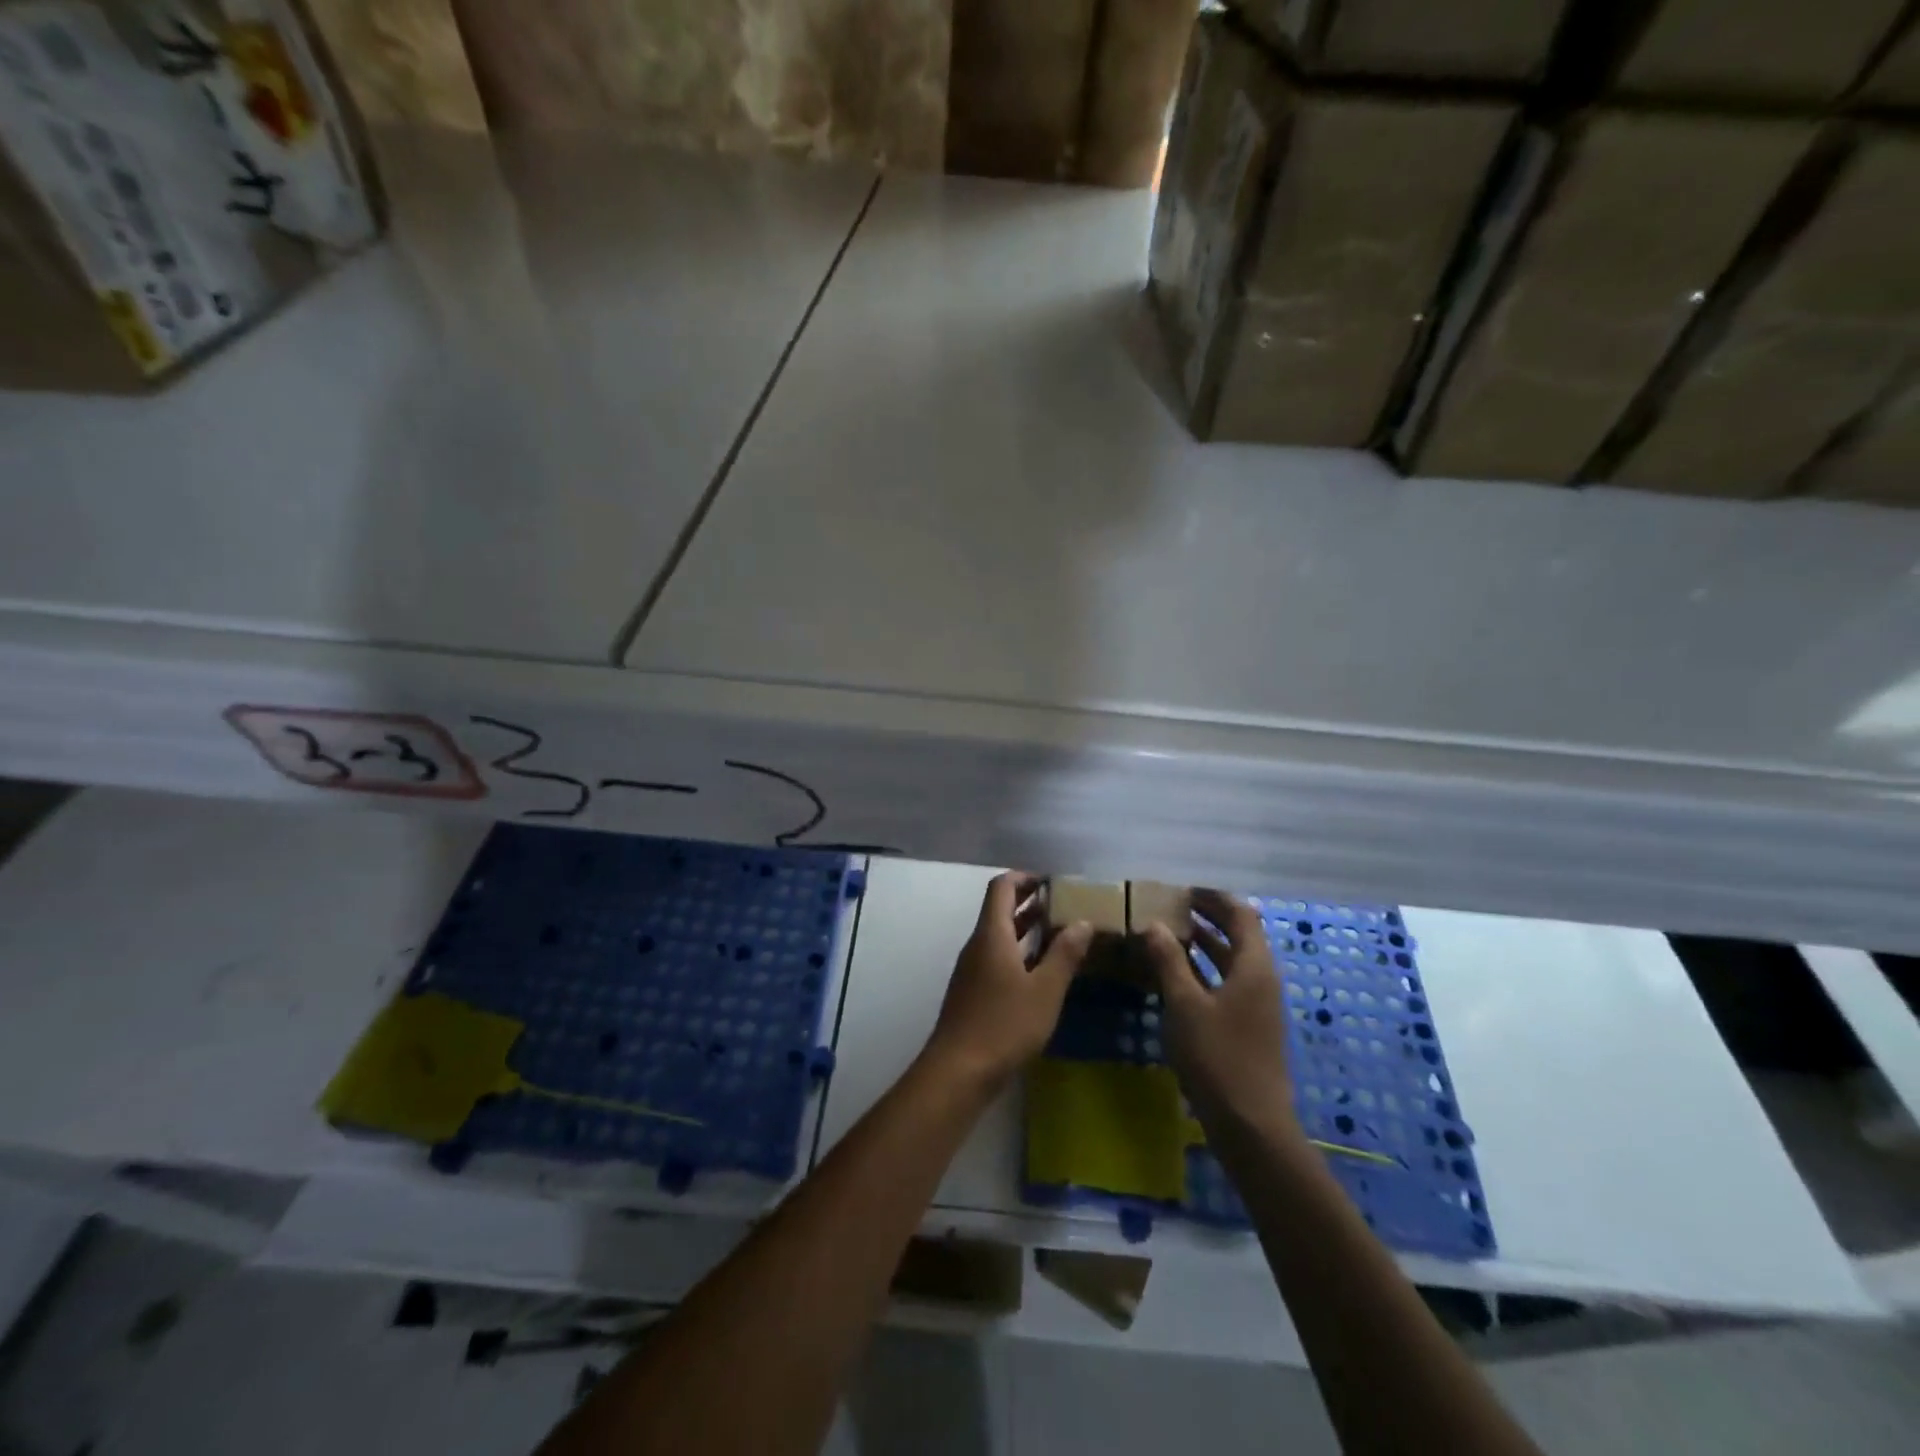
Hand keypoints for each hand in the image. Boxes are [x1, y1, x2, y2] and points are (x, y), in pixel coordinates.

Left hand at [922, 872, 1092, 1090]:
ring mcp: (972, 969)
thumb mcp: (1045, 990)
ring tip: (1060, 931)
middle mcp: (978, 945)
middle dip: (1029, 901)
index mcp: (992, 934)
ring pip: (999, 936)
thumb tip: (1083, 922)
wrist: (958, 1071)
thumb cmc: (1004, 1025)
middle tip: (1063, 904)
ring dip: (1026, 928)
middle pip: (999, 909)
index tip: (1053, 882)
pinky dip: (1019, 953)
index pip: (1001, 887)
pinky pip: (997, 958)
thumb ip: (1065, 954)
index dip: (1025, 877)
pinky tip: (1042, 971)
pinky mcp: (973, 992)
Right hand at [1143, 888, 1298, 1137]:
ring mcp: (1257, 1005)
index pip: (1240, 914)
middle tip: (1170, 907)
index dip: (1213, 898)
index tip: (1182, 890)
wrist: (1250, 1125)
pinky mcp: (1248, 1026)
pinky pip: (1226, 983)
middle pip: (1238, 935)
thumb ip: (1169, 961)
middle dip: (1207, 918)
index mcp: (1254, 967)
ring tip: (1167, 934)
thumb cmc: (1218, 1057)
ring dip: (1203, 944)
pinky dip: (1203, 971)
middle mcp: (1261, 979)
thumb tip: (1153, 924)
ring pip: (1231, 961)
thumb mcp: (1185, 1005)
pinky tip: (1175, 976)